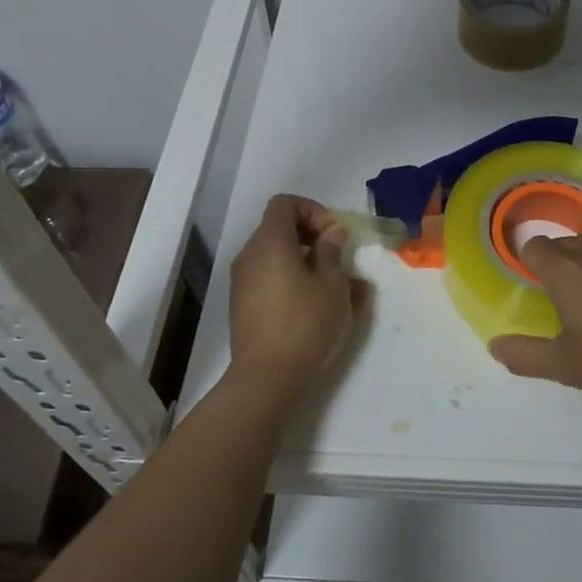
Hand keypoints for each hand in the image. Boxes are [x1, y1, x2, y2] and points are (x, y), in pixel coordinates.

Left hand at [226, 195, 364, 404]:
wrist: (266, 377)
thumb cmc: (305, 323)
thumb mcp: (333, 285)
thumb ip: (333, 252)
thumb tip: (331, 235)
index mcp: (270, 241)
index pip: (285, 203)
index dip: (313, 211)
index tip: (334, 236)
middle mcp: (250, 255)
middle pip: (280, 228)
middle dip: (313, 237)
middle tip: (338, 260)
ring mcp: (242, 282)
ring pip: (277, 256)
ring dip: (305, 262)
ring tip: (334, 288)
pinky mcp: (243, 306)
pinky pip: (269, 279)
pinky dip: (291, 281)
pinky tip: (315, 307)